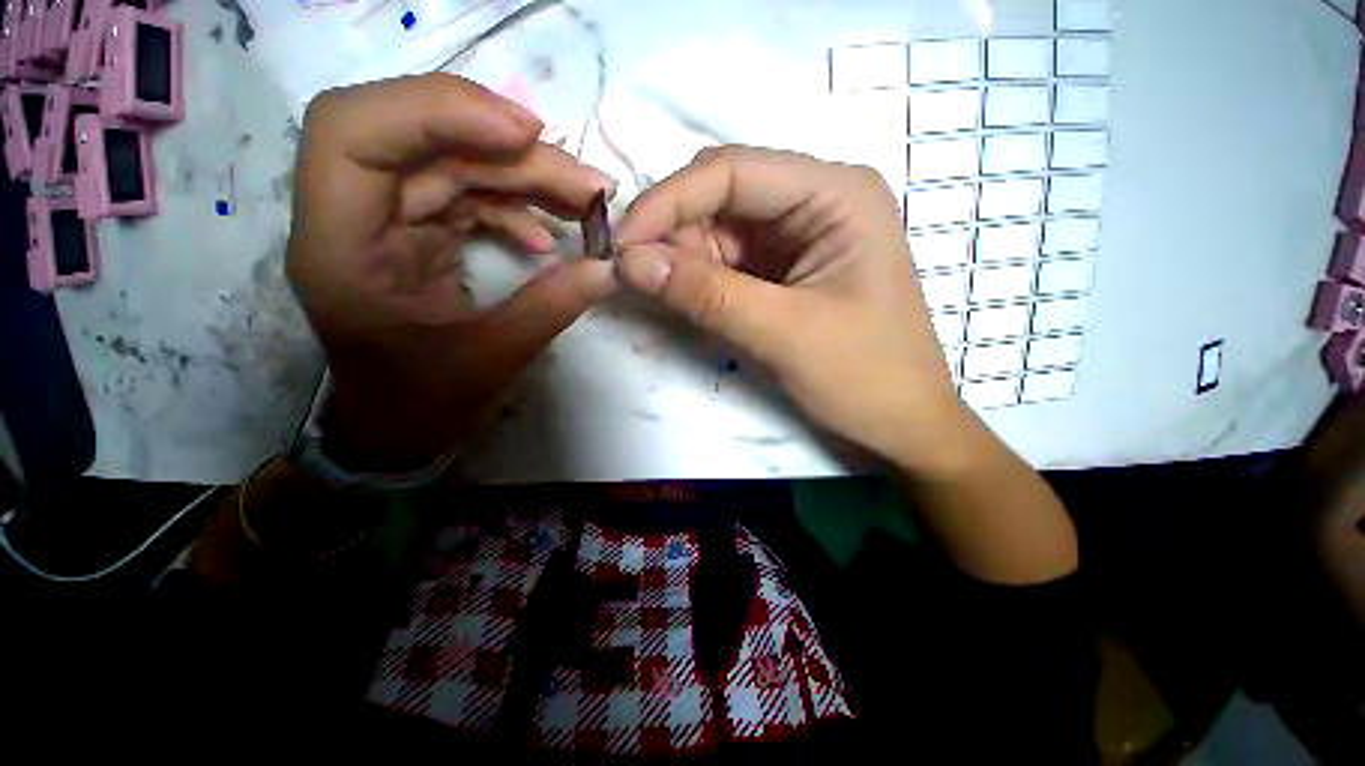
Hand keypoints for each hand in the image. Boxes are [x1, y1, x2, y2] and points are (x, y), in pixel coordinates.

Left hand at [287, 74, 617, 467]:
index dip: (437, 111)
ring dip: (524, 174)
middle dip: (509, 149)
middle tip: (586, 182)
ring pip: (453, 161)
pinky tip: (546, 233)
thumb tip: (610, 267)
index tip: (524, 133)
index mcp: (340, 248)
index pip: (355, 132)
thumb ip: (552, 307)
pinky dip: (513, 203)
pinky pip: (466, 194)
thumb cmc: (424, 401)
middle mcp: (352, 216)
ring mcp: (387, 219)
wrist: (399, 423)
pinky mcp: (418, 229)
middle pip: (421, 138)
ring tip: (585, 201)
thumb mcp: (492, 359)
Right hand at [616, 146, 967, 467]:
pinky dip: (699, 278)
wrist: (901, 425)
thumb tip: (628, 261)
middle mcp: (816, 200)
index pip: (733, 171)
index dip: (668, 202)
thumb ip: (706, 295)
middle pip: (721, 195)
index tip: (620, 245)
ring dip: (683, 260)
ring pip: (718, 229)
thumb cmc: (865, 377)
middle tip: (635, 278)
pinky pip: (728, 260)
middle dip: (673, 233)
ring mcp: (799, 234)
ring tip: (665, 297)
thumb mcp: (784, 334)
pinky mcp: (784, 268)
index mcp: (836, 194)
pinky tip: (688, 301)